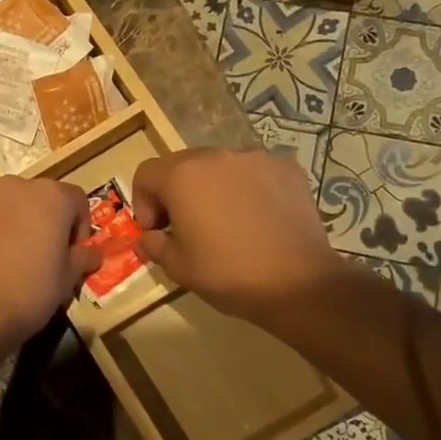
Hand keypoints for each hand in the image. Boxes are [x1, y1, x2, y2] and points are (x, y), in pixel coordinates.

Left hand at [0, 177, 101, 347]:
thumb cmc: (30, 292)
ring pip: (2, 203)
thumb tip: (91, 253)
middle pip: (37, 197)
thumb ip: (83, 258)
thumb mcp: (68, 279)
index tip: (71, 253)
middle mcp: (15, 185)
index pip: (75, 200)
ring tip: (4, 256)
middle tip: (37, 255)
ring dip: (8, 221)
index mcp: (51, 196)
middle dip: (41, 220)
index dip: (78, 227)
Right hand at [132, 148, 346, 322]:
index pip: (146, 174)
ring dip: (213, 189)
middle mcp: (217, 156)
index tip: (155, 231)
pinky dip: (247, 189)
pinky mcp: (287, 169)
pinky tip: (257, 219)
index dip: (142, 203)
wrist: (298, 283)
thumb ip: (153, 244)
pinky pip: (254, 173)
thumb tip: (149, 237)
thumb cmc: (227, 273)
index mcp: (183, 175)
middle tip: (186, 227)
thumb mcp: (177, 267)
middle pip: (183, 165)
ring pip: (220, 167)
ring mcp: (256, 158)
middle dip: (176, 193)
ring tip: (226, 223)